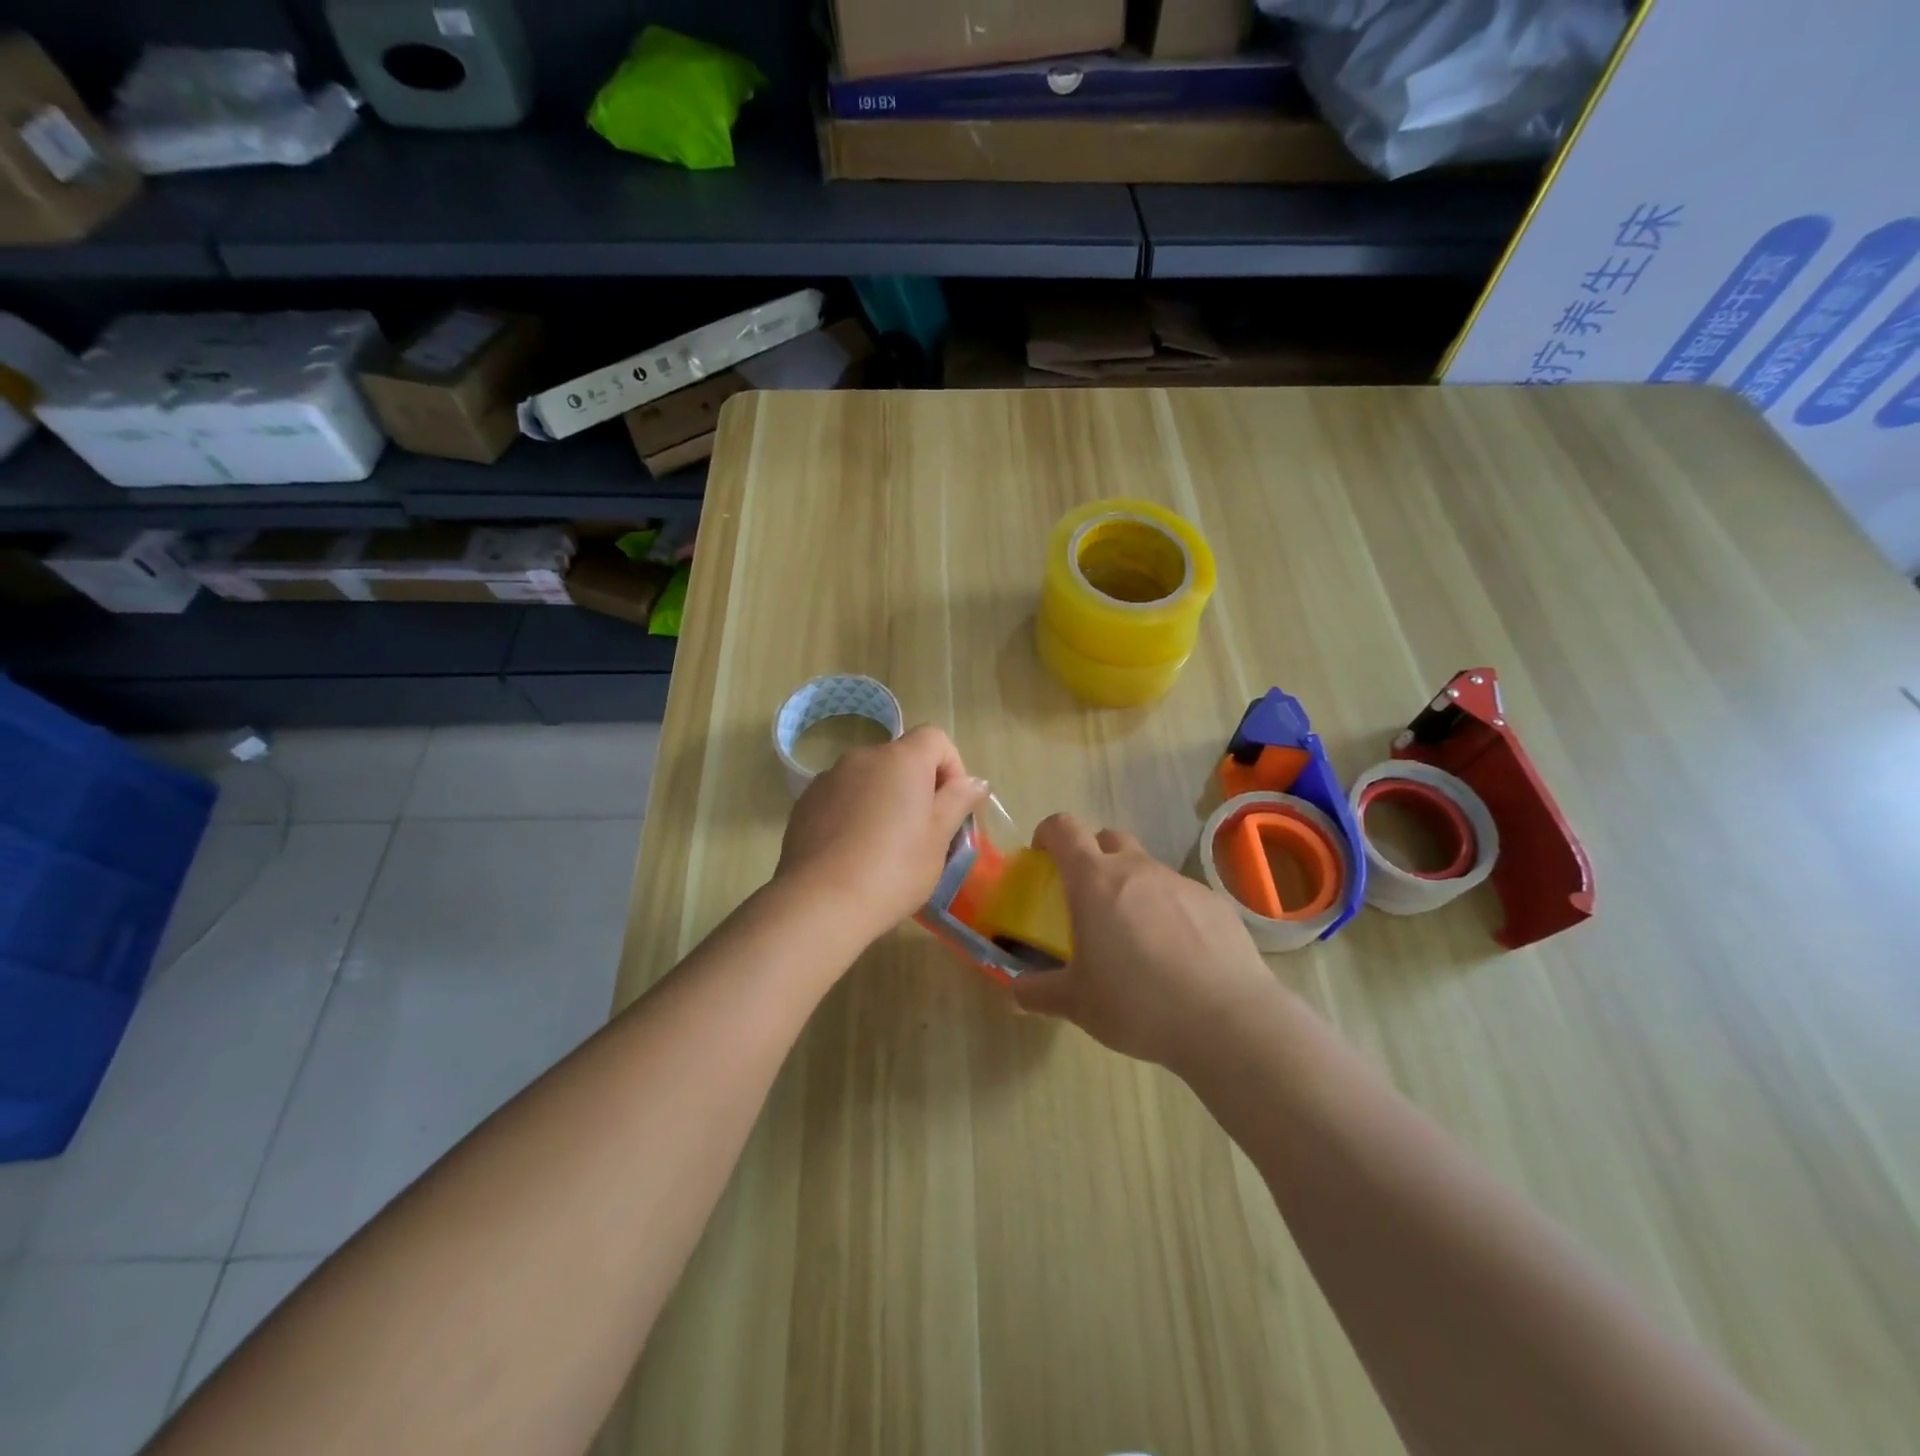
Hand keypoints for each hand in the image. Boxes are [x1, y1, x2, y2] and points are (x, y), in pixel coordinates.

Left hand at [776, 724, 988, 945]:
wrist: (821, 902)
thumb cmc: (894, 869)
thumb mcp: (938, 838)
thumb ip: (958, 801)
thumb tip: (975, 782)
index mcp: (902, 759)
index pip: (935, 739)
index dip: (951, 766)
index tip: (952, 806)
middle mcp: (863, 757)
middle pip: (901, 758)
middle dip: (917, 786)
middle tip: (922, 832)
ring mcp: (829, 778)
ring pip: (869, 779)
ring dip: (883, 799)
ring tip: (883, 846)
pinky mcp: (806, 803)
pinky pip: (842, 797)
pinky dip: (854, 813)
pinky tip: (853, 852)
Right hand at [1011, 814, 1284, 1070]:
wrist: (1228, 1019)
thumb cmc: (1137, 1003)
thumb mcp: (1077, 1004)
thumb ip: (1038, 993)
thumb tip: (1013, 992)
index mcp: (1094, 881)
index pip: (1063, 829)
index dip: (1048, 834)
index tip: (1043, 857)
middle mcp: (1136, 869)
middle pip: (1107, 838)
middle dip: (1092, 857)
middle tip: (1087, 899)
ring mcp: (1180, 882)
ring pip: (1146, 868)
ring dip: (1133, 887)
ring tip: (1136, 937)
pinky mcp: (1215, 903)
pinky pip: (1181, 895)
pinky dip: (1170, 911)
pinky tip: (1178, 955)